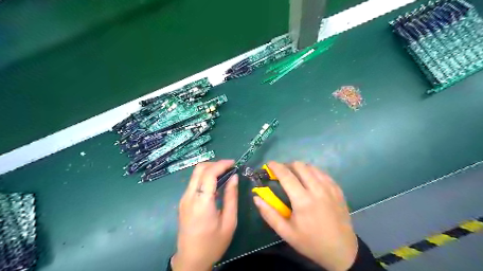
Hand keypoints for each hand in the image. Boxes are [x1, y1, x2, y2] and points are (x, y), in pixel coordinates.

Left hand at [171, 160, 238, 269]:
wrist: (191, 260)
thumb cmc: (213, 243)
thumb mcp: (229, 222)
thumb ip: (231, 197)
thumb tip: (234, 177)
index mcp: (201, 202)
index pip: (209, 173)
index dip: (222, 164)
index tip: (234, 163)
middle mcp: (189, 196)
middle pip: (199, 169)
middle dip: (215, 164)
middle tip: (229, 168)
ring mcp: (184, 198)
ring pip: (195, 174)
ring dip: (210, 169)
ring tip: (225, 174)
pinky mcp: (183, 202)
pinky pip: (194, 182)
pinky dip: (205, 177)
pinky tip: (215, 185)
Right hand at [254, 161, 355, 270]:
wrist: (342, 251)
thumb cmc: (310, 242)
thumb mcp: (286, 232)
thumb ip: (269, 214)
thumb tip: (256, 198)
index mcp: (303, 200)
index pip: (286, 175)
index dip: (275, 166)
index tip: (269, 164)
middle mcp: (317, 189)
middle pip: (300, 166)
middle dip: (288, 165)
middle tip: (282, 174)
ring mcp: (330, 188)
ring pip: (312, 167)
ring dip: (300, 168)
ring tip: (295, 177)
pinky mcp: (338, 189)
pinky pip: (323, 173)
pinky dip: (312, 172)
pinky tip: (310, 181)